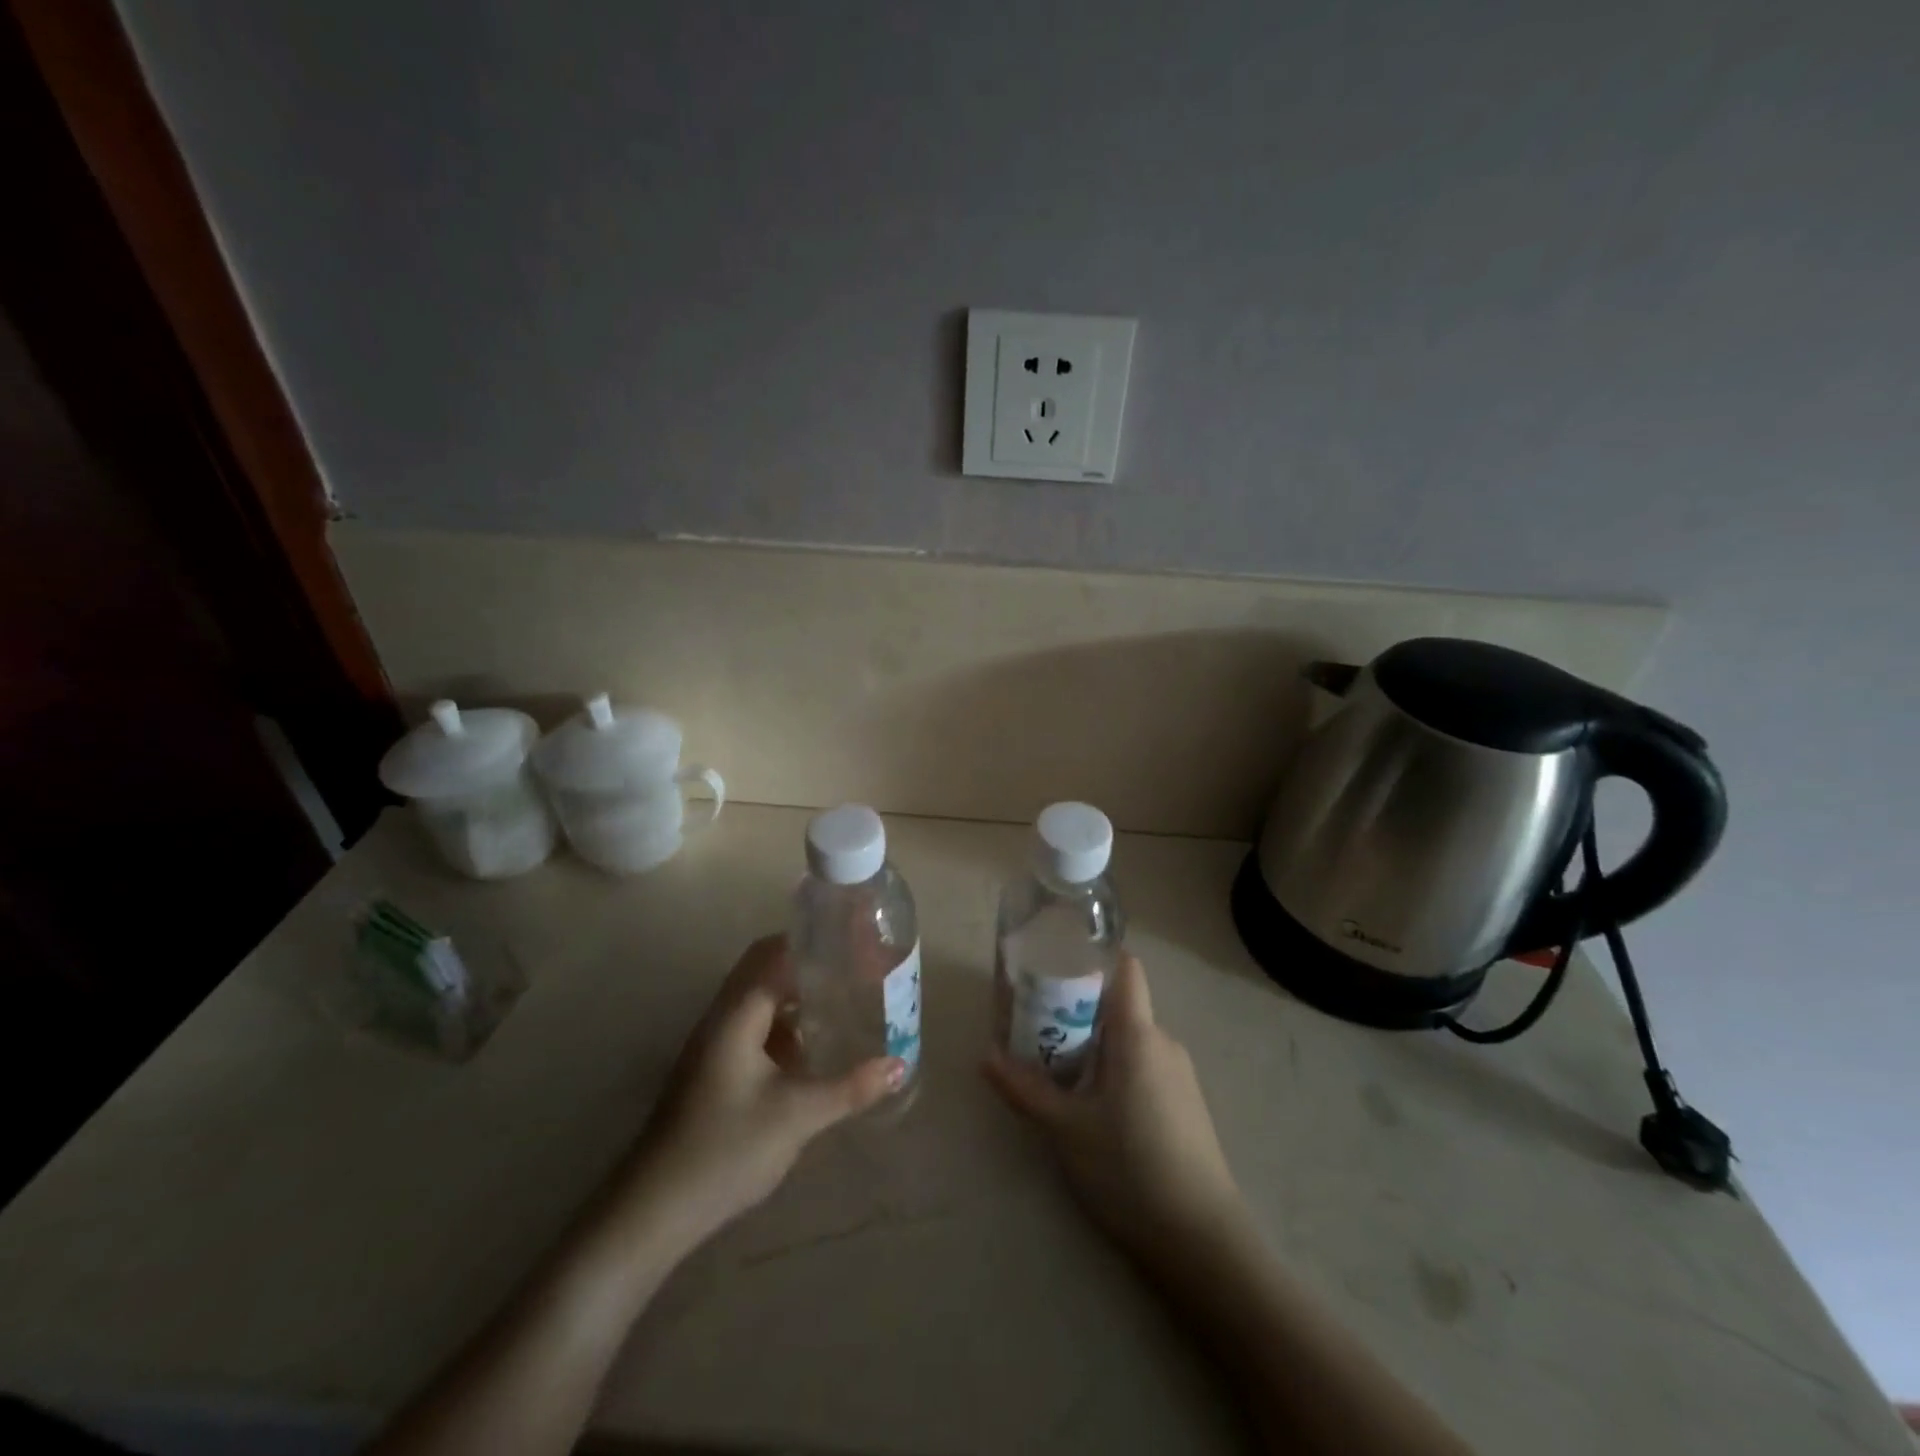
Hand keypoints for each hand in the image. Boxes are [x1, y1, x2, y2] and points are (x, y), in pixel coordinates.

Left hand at [618, 935, 903, 1249]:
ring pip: (758, 1000)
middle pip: (764, 969)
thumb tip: (899, 1065)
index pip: (774, 953)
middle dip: (806, 963)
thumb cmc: (726, 1148)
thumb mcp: (798, 1116)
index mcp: (737, 1014)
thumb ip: (851, 1087)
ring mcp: (713, 1045)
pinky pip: (753, 1027)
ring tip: (840, 997)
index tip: (852, 939)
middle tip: (852, 965)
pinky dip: (783, 1024)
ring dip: (794, 994)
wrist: (654, 1209)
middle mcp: (721, 1018)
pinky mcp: (713, 1070)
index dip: (812, 941)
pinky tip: (811, 1046)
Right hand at [985, 952, 1242, 1256]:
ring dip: (1097, 1044)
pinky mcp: (1186, 1102)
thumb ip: (1024, 1088)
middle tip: (1039, 1030)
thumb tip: (984, 1057)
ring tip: (1059, 1070)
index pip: (1126, 968)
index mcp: (1138, 1034)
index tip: (1057, 966)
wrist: (1200, 1238)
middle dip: (1080, 1011)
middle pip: (1121, 1005)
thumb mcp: (1065, 1128)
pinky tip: (1096, 1106)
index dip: (1094, 958)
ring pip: (1131, 1038)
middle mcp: (1164, 1041)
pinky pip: (1145, 1064)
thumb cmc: (1128, 1167)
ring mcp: (1180, 1073)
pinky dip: (1117, 1069)